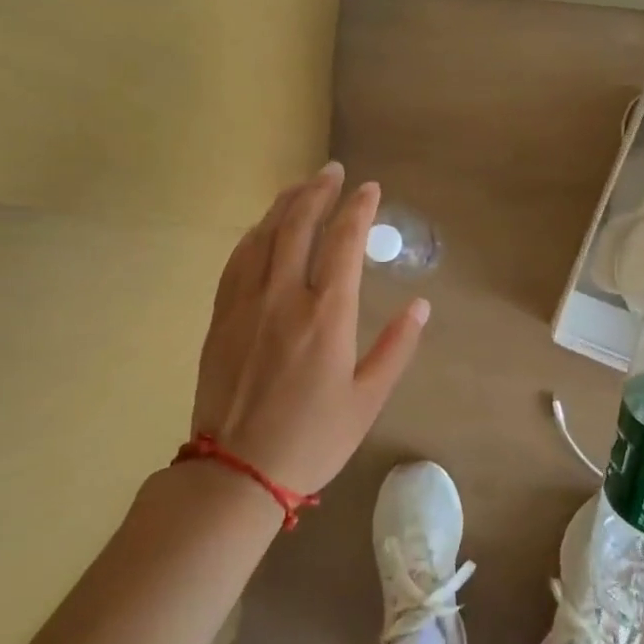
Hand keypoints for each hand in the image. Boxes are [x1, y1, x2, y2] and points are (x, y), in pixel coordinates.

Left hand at [189, 163, 428, 496]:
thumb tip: (422, 305)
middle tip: (332, 170)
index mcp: (326, 316)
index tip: (370, 189)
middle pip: (299, 226)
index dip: (358, 209)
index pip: (344, 243)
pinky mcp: (221, 318)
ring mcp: (246, 304)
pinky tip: (262, 228)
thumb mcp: (367, 400)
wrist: (236, 472)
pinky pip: (237, 261)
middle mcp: (284, 297)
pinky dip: (254, 235)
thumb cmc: (312, 439)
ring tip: (300, 186)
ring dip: (284, 205)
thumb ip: (396, 348)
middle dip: (318, 192)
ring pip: (264, 237)